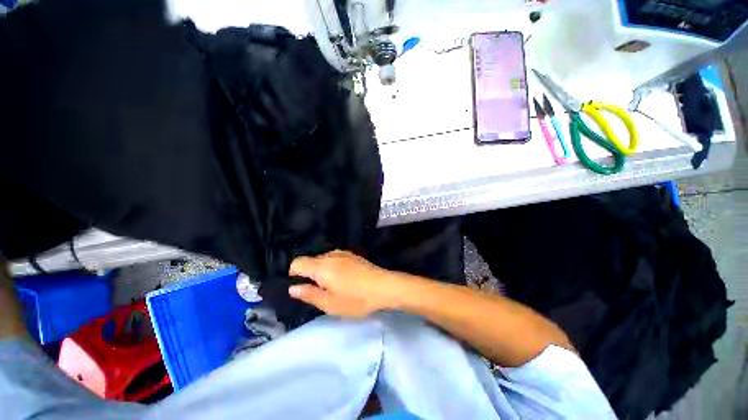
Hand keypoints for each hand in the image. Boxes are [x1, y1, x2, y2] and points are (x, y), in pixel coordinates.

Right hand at [288, 250, 402, 317]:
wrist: (384, 286)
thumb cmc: (356, 298)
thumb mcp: (330, 303)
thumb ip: (309, 294)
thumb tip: (292, 288)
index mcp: (322, 266)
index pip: (297, 262)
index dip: (293, 274)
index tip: (300, 287)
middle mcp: (330, 255)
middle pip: (310, 260)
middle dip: (309, 274)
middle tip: (318, 292)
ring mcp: (343, 253)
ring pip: (323, 259)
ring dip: (322, 271)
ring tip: (332, 287)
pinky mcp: (352, 255)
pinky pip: (335, 259)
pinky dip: (332, 267)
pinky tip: (343, 279)